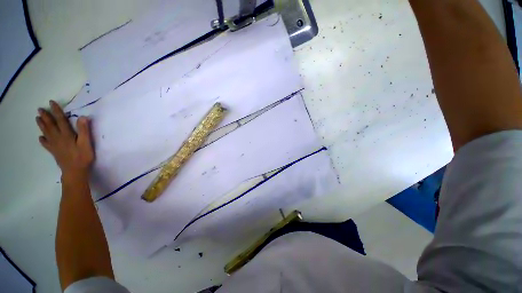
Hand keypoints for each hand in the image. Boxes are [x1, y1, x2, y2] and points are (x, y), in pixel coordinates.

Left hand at [36, 101, 94, 177]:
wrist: (74, 171)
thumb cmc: (82, 157)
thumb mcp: (86, 143)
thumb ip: (84, 131)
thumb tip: (82, 117)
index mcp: (66, 135)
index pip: (60, 120)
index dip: (56, 111)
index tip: (52, 102)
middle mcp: (58, 138)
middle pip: (50, 125)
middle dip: (45, 116)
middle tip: (40, 109)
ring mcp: (54, 145)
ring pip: (46, 132)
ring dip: (42, 125)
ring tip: (37, 119)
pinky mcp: (54, 151)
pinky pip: (46, 144)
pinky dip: (42, 140)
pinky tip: (40, 138)